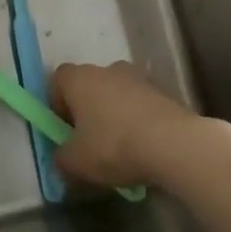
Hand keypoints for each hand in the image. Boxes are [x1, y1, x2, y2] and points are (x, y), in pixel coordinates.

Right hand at [51, 61, 215, 188]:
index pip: (58, 79)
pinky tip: (144, 146)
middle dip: (87, 110)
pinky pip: (140, 103)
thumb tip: (63, 155)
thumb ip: (61, 158)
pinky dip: (138, 119)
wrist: (173, 144)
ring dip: (115, 113)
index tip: (64, 129)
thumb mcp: (76, 163)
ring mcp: (138, 77)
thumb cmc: (114, 146)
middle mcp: (106, 69)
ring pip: (116, 93)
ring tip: (121, 147)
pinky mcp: (162, 90)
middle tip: (91, 142)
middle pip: (89, 85)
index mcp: (80, 78)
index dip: (57, 103)